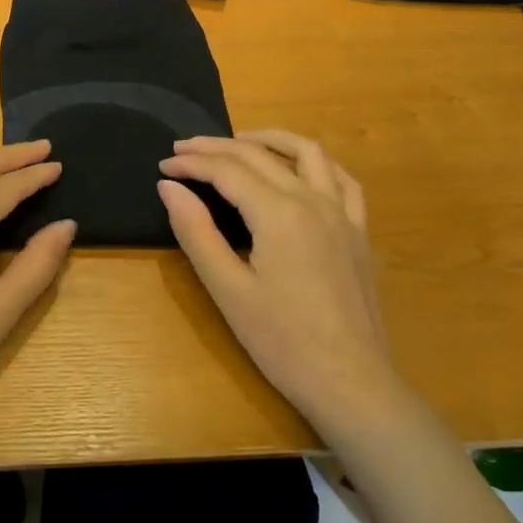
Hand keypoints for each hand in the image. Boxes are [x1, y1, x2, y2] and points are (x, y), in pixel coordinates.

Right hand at [158, 130, 399, 435]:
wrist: (351, 382)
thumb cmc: (281, 341)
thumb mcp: (227, 289)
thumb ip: (196, 232)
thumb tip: (169, 187)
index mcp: (279, 214)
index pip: (227, 171)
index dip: (192, 164)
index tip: (164, 165)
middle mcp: (313, 200)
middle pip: (260, 156)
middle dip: (217, 147)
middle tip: (184, 149)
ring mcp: (343, 213)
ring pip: (307, 153)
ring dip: (270, 139)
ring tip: (239, 141)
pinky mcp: (359, 231)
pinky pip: (341, 179)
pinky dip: (314, 163)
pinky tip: (298, 169)